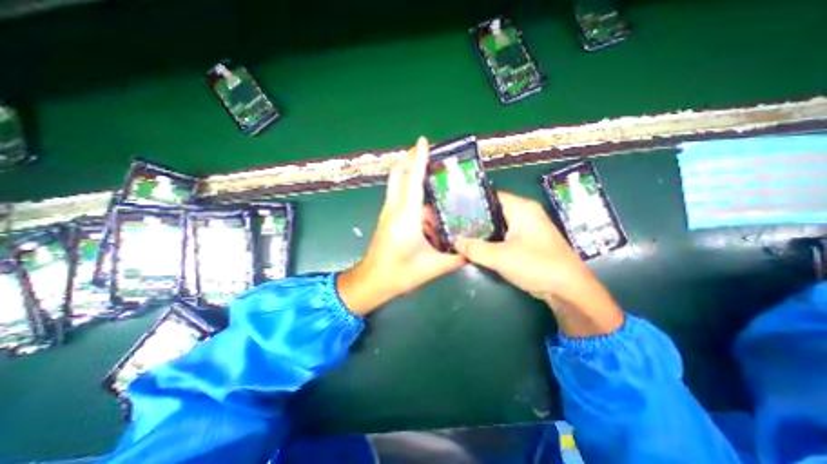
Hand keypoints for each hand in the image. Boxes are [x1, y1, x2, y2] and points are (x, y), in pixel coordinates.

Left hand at [335, 137, 464, 315]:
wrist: (371, 282)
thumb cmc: (399, 274)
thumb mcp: (433, 267)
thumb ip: (456, 258)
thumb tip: (472, 249)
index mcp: (406, 216)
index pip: (412, 179)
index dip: (418, 158)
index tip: (423, 140)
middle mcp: (394, 209)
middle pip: (398, 174)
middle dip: (410, 159)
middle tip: (427, 152)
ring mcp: (388, 213)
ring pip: (396, 184)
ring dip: (409, 172)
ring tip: (430, 171)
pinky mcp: (387, 219)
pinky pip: (398, 196)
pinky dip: (409, 189)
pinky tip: (424, 198)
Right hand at [456, 192, 623, 337]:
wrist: (569, 290)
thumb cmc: (537, 265)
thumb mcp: (500, 257)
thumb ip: (475, 249)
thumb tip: (455, 242)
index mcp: (522, 208)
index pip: (491, 196)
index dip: (471, 202)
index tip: (453, 209)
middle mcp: (525, 214)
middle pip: (493, 211)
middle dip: (473, 219)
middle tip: (453, 224)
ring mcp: (526, 228)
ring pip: (497, 224)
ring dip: (481, 231)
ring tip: (460, 234)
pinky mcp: (526, 242)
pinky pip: (503, 236)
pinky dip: (490, 240)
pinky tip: (476, 246)